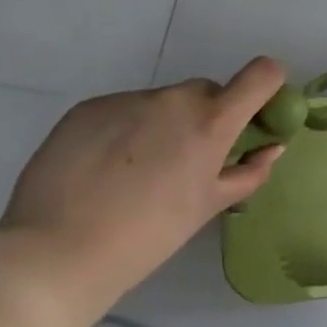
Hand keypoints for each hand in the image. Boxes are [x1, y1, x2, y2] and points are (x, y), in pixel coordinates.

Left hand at [1, 59, 288, 301]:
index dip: (267, 88)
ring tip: (136, 172)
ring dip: (163, 125)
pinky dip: (126, 130)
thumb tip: (271, 148)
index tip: (255, 116)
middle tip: (188, 161)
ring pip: (163, 103)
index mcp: (212, 121)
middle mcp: (173, 98)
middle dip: (208, 117)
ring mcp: (127, 99)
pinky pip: (124, 110)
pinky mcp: (89, 107)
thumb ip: (249, 171)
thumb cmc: (149, 235)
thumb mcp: (209, 206)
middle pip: (208, 92)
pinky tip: (104, 169)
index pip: (262, 74)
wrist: (55, 252)